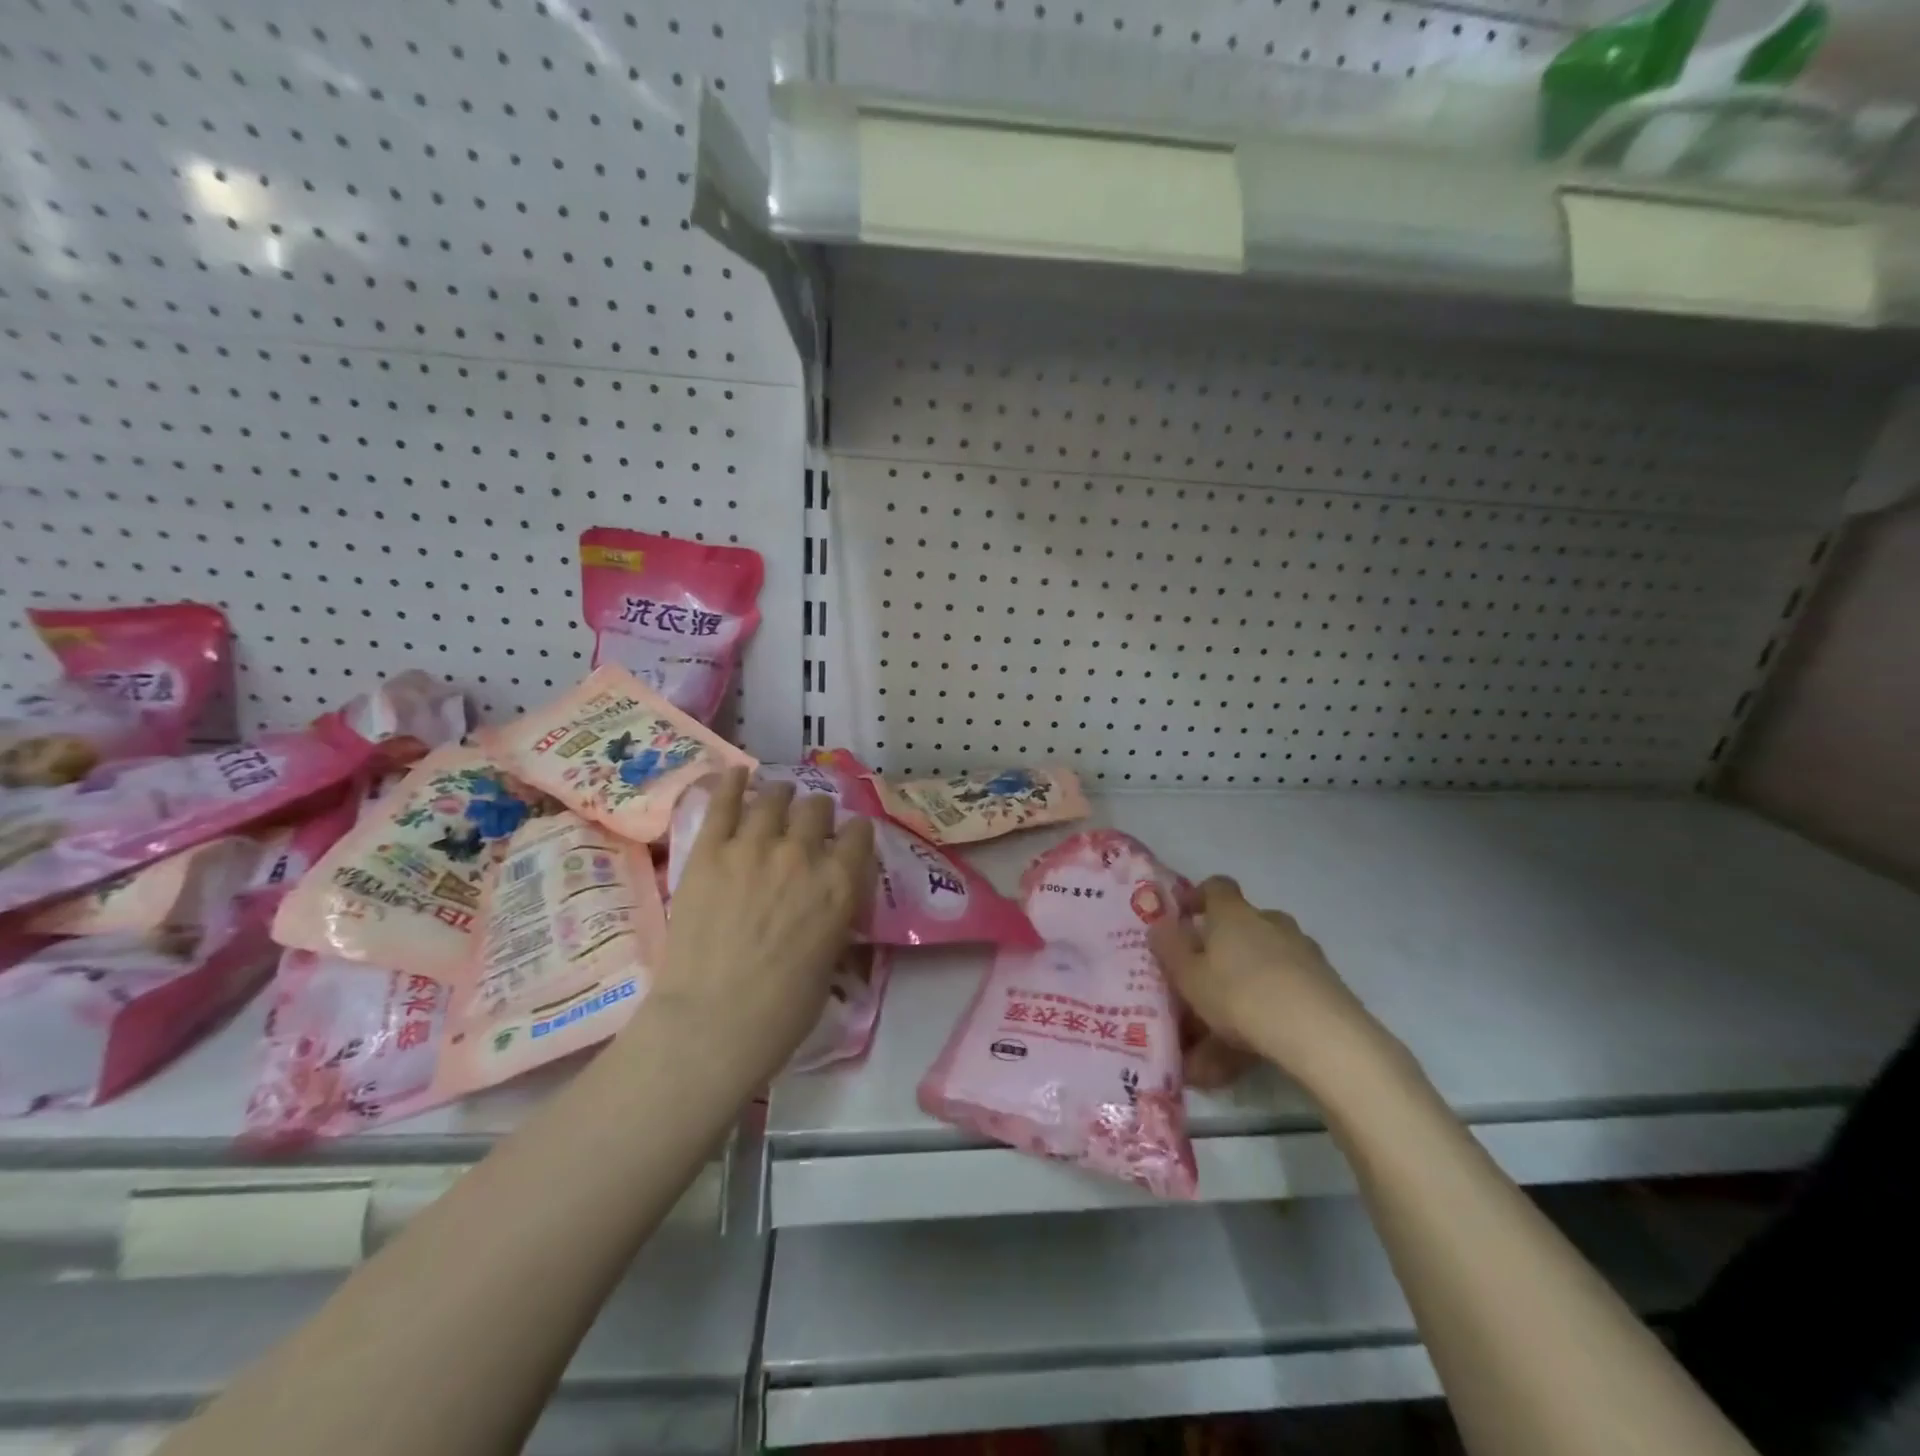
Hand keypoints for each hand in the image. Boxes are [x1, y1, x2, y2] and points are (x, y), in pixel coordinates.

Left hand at [644, 768, 875, 1085]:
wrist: (713, 1023)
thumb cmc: (783, 1010)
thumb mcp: (830, 958)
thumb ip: (832, 915)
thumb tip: (825, 900)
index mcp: (841, 884)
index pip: (859, 833)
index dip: (854, 834)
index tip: (846, 841)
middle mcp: (803, 854)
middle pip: (817, 808)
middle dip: (816, 814)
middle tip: (806, 825)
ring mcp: (753, 847)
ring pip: (775, 797)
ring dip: (780, 795)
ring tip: (776, 798)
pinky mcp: (709, 851)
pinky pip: (723, 801)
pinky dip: (732, 782)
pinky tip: (737, 773)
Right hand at [1150, 876, 1389, 1096]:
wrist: (1322, 1036)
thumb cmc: (1240, 995)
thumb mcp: (1189, 976)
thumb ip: (1169, 949)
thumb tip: (1158, 925)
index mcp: (1235, 914)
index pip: (1217, 887)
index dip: (1198, 897)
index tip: (1183, 917)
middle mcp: (1271, 924)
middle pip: (1241, 929)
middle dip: (1220, 953)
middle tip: (1199, 985)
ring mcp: (1303, 954)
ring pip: (1261, 967)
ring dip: (1240, 992)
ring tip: (1214, 1045)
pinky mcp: (1325, 987)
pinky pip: (1283, 995)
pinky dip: (1263, 1017)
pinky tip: (1244, 1059)